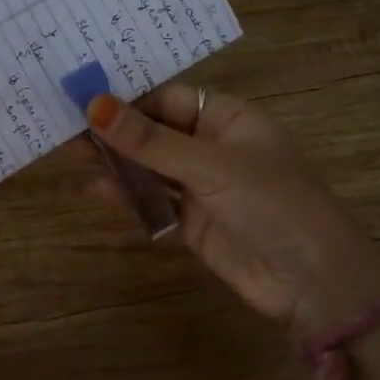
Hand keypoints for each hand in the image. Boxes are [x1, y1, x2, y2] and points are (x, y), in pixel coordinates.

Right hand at [82, 86, 379, 340]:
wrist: (313, 280)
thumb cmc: (271, 202)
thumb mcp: (209, 165)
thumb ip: (149, 140)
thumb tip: (94, 106)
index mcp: (229, 118)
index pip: (170, 98)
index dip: (129, 98)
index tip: (83, 99)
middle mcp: (214, 147)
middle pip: (156, 132)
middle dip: (116, 131)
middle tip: (66, 127)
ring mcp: (203, 186)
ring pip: (151, 167)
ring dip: (118, 162)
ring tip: (71, 155)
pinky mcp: (193, 222)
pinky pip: (155, 201)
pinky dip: (129, 195)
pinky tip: (98, 189)